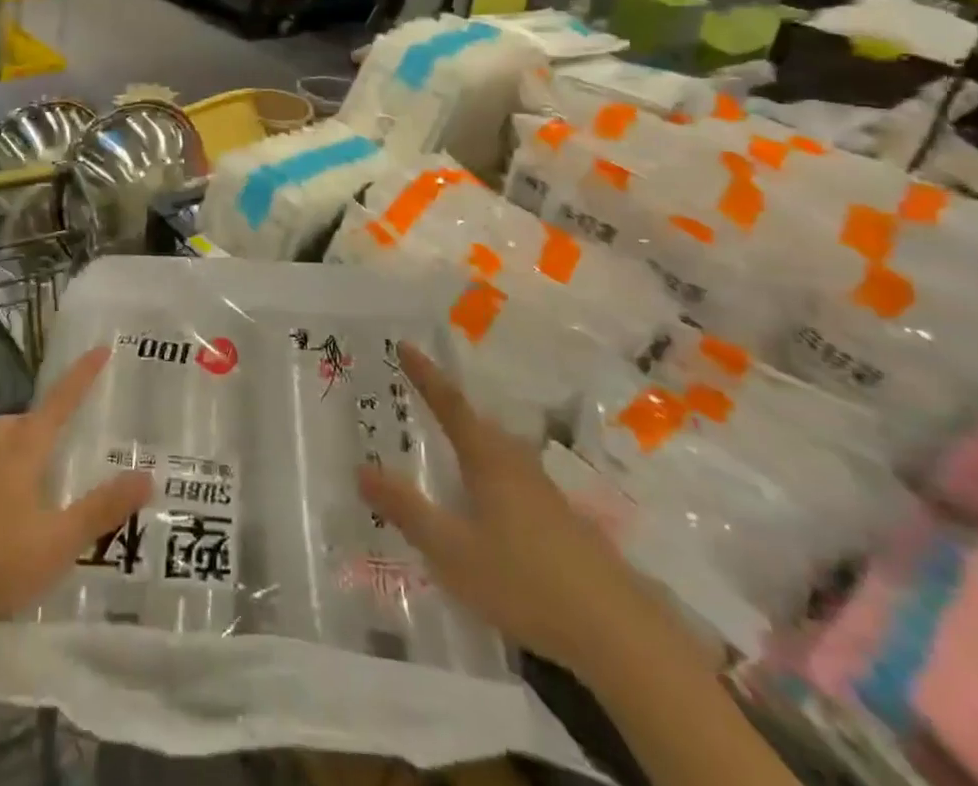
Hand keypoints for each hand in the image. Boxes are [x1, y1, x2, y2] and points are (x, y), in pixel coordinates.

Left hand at [0, 347, 152, 634]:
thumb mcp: (58, 540)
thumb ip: (102, 509)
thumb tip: (147, 474)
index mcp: (23, 448)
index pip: (60, 400)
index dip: (83, 375)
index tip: (102, 348)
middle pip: (24, 420)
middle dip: (48, 418)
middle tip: (72, 431)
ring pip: (3, 446)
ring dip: (26, 449)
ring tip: (48, 474)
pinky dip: (8, 478)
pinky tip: (16, 514)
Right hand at [358, 343, 683, 683]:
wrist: (617, 631)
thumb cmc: (523, 580)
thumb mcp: (451, 550)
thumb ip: (406, 509)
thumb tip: (361, 469)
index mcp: (487, 459)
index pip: (449, 404)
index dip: (426, 375)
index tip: (404, 346)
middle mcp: (516, 464)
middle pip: (477, 424)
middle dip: (447, 407)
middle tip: (419, 395)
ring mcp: (543, 492)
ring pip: (498, 451)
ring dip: (471, 440)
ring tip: (448, 446)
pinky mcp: (561, 521)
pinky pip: (513, 478)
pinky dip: (489, 473)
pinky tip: (487, 503)